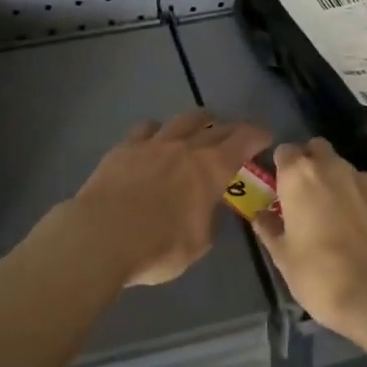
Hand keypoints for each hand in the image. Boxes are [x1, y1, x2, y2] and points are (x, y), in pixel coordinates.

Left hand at [65, 111, 271, 287]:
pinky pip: (147, 128)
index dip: (257, 135)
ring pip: (182, 119)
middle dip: (231, 129)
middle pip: (215, 127)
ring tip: (201, 128)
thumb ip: (208, 220)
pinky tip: (156, 139)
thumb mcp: (197, 243)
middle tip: (237, 136)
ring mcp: (153, 143)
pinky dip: (158, 131)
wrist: (100, 237)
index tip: (265, 136)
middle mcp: (185, 147)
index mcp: (210, 169)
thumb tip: (208, 208)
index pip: (243, 140)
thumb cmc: (157, 247)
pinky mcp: (124, 147)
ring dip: (198, 122)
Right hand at [252, 139, 366, 338]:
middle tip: (311, 197)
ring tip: (345, 220)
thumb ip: (270, 229)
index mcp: (299, 176)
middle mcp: (333, 168)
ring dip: (342, 186)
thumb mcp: (283, 258)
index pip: (285, 151)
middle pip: (319, 150)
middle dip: (313, 164)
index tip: (282, 187)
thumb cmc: (320, 276)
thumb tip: (261, 216)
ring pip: (348, 171)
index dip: (283, 167)